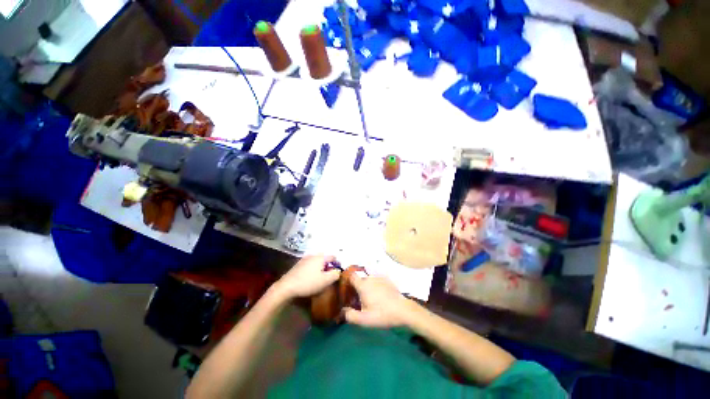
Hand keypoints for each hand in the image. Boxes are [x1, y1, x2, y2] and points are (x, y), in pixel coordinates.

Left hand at [272, 255, 340, 299]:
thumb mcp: (325, 281)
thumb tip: (338, 271)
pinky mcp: (298, 265)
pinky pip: (310, 265)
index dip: (337, 263)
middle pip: (324, 258)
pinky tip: (310, 278)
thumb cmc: (308, 283)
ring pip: (317, 262)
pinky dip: (313, 270)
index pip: (333, 256)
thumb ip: (335, 274)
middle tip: (329, 276)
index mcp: (320, 257)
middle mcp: (313, 255)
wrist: (287, 287)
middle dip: (328, 266)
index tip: (338, 272)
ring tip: (320, 278)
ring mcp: (304, 259)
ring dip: (320, 268)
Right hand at [344, 274, 414, 327]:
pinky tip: (379, 295)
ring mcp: (379, 277)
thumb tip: (342, 311)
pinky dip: (375, 285)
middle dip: (357, 286)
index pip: (351, 276)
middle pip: (360, 279)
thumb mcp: (365, 319)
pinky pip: (377, 280)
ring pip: (369, 279)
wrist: (403, 310)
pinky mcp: (387, 279)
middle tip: (358, 297)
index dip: (347, 279)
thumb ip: (351, 316)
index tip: (346, 286)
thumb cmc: (382, 314)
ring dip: (367, 285)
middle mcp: (370, 278)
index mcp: (363, 285)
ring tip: (369, 297)